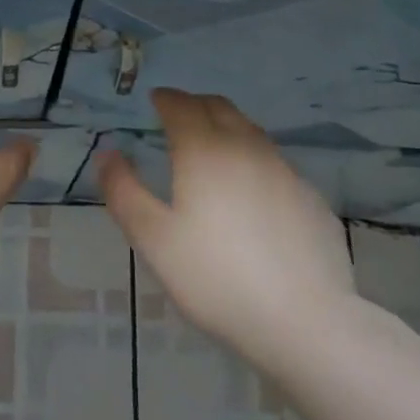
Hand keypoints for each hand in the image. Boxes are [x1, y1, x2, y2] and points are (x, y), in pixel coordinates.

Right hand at [99, 89, 355, 364]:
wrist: (303, 321)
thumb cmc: (215, 277)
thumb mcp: (152, 238)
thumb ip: (123, 190)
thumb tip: (108, 153)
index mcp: (204, 150)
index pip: (182, 106)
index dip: (166, 99)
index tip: (155, 101)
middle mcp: (246, 148)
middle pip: (220, 108)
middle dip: (195, 105)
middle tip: (179, 116)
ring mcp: (285, 171)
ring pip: (251, 132)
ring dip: (226, 128)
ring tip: (212, 149)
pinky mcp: (310, 197)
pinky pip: (274, 163)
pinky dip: (253, 160)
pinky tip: (250, 192)